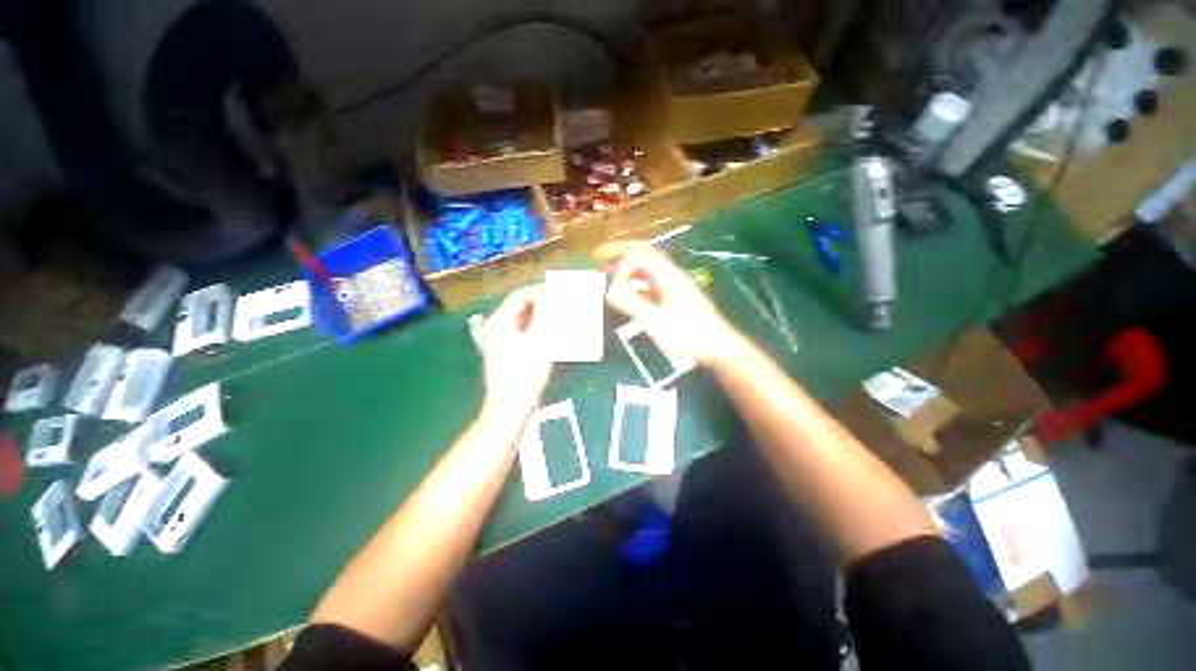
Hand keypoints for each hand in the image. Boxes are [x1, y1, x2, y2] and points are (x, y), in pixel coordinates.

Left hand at [477, 285, 553, 421]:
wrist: (512, 408)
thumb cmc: (524, 374)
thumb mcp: (539, 342)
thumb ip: (545, 316)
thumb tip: (551, 296)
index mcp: (501, 322)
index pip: (520, 296)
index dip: (540, 291)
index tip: (560, 293)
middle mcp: (499, 329)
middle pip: (522, 308)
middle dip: (543, 304)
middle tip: (563, 304)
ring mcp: (504, 342)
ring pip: (526, 321)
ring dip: (544, 318)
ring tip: (562, 317)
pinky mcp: (512, 354)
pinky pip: (527, 334)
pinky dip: (541, 331)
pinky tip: (555, 335)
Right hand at [596, 241, 741, 366]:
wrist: (719, 347)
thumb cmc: (690, 335)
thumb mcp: (657, 322)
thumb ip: (633, 305)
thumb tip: (609, 291)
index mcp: (668, 276)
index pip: (639, 255)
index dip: (620, 267)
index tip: (610, 289)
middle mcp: (671, 274)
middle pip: (644, 252)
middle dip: (620, 251)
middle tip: (598, 255)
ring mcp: (674, 285)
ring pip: (647, 266)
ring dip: (627, 265)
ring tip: (608, 270)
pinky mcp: (675, 296)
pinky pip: (651, 281)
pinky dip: (635, 281)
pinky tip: (628, 291)